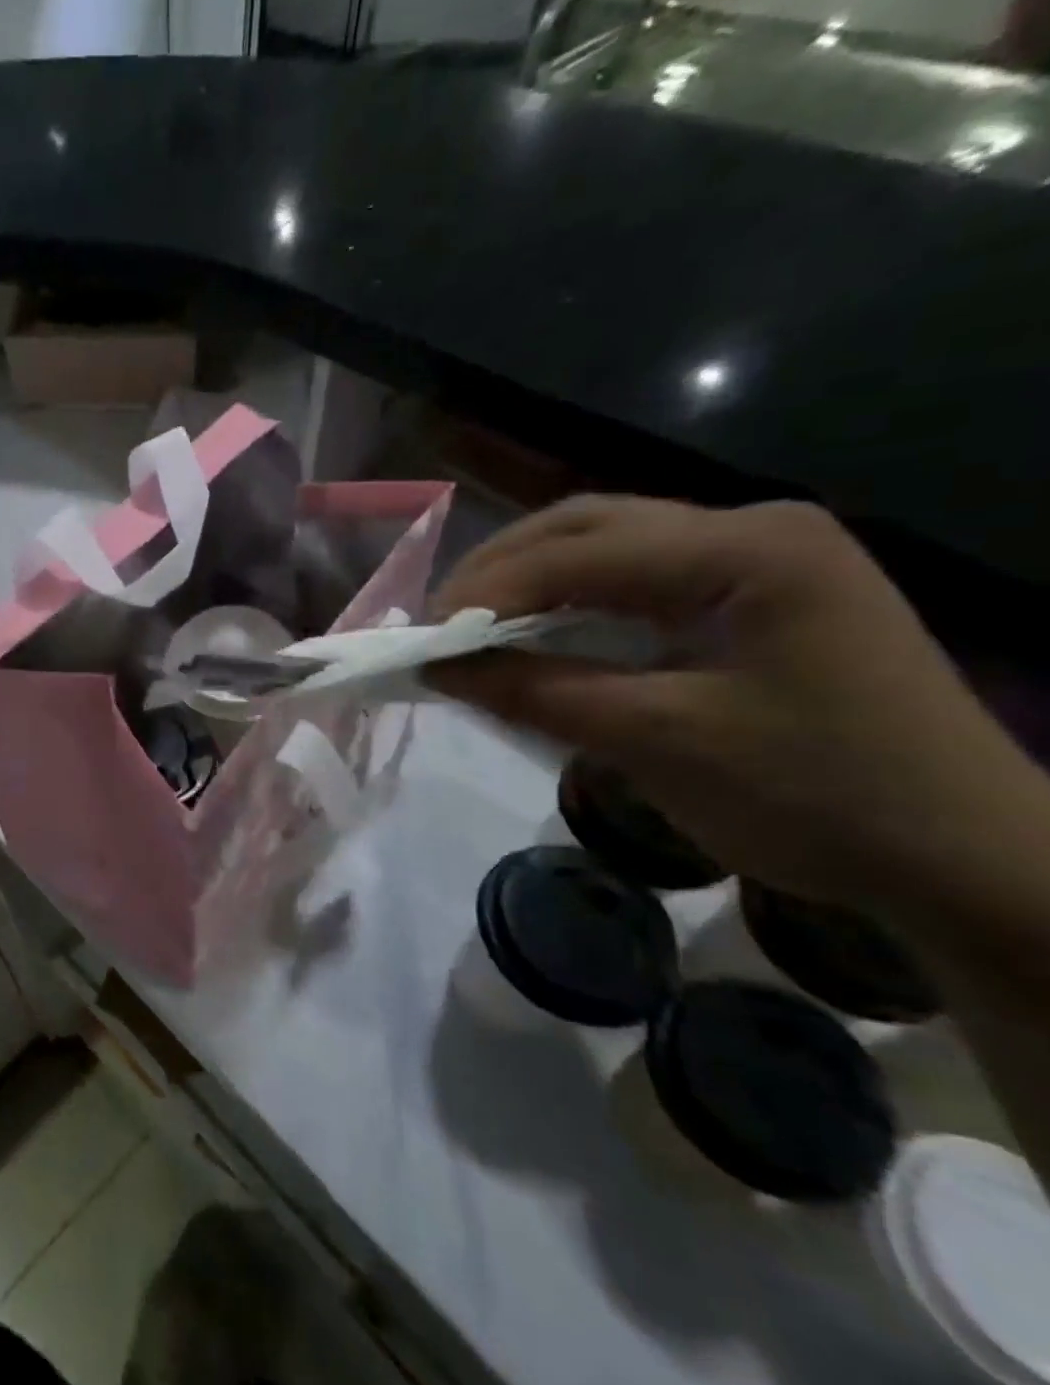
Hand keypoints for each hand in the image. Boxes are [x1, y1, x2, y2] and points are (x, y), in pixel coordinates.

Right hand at [424, 497, 1049, 927]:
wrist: (964, 859)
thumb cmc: (815, 796)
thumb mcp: (656, 741)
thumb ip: (534, 691)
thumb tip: (434, 668)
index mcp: (747, 548)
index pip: (578, 553)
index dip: (485, 592)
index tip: (419, 638)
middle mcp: (751, 528)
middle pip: (587, 525)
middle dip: (499, 570)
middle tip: (439, 623)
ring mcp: (758, 556)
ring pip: (607, 543)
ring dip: (530, 579)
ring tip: (472, 625)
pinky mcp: (755, 591)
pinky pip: (636, 578)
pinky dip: (571, 601)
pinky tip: (537, 631)